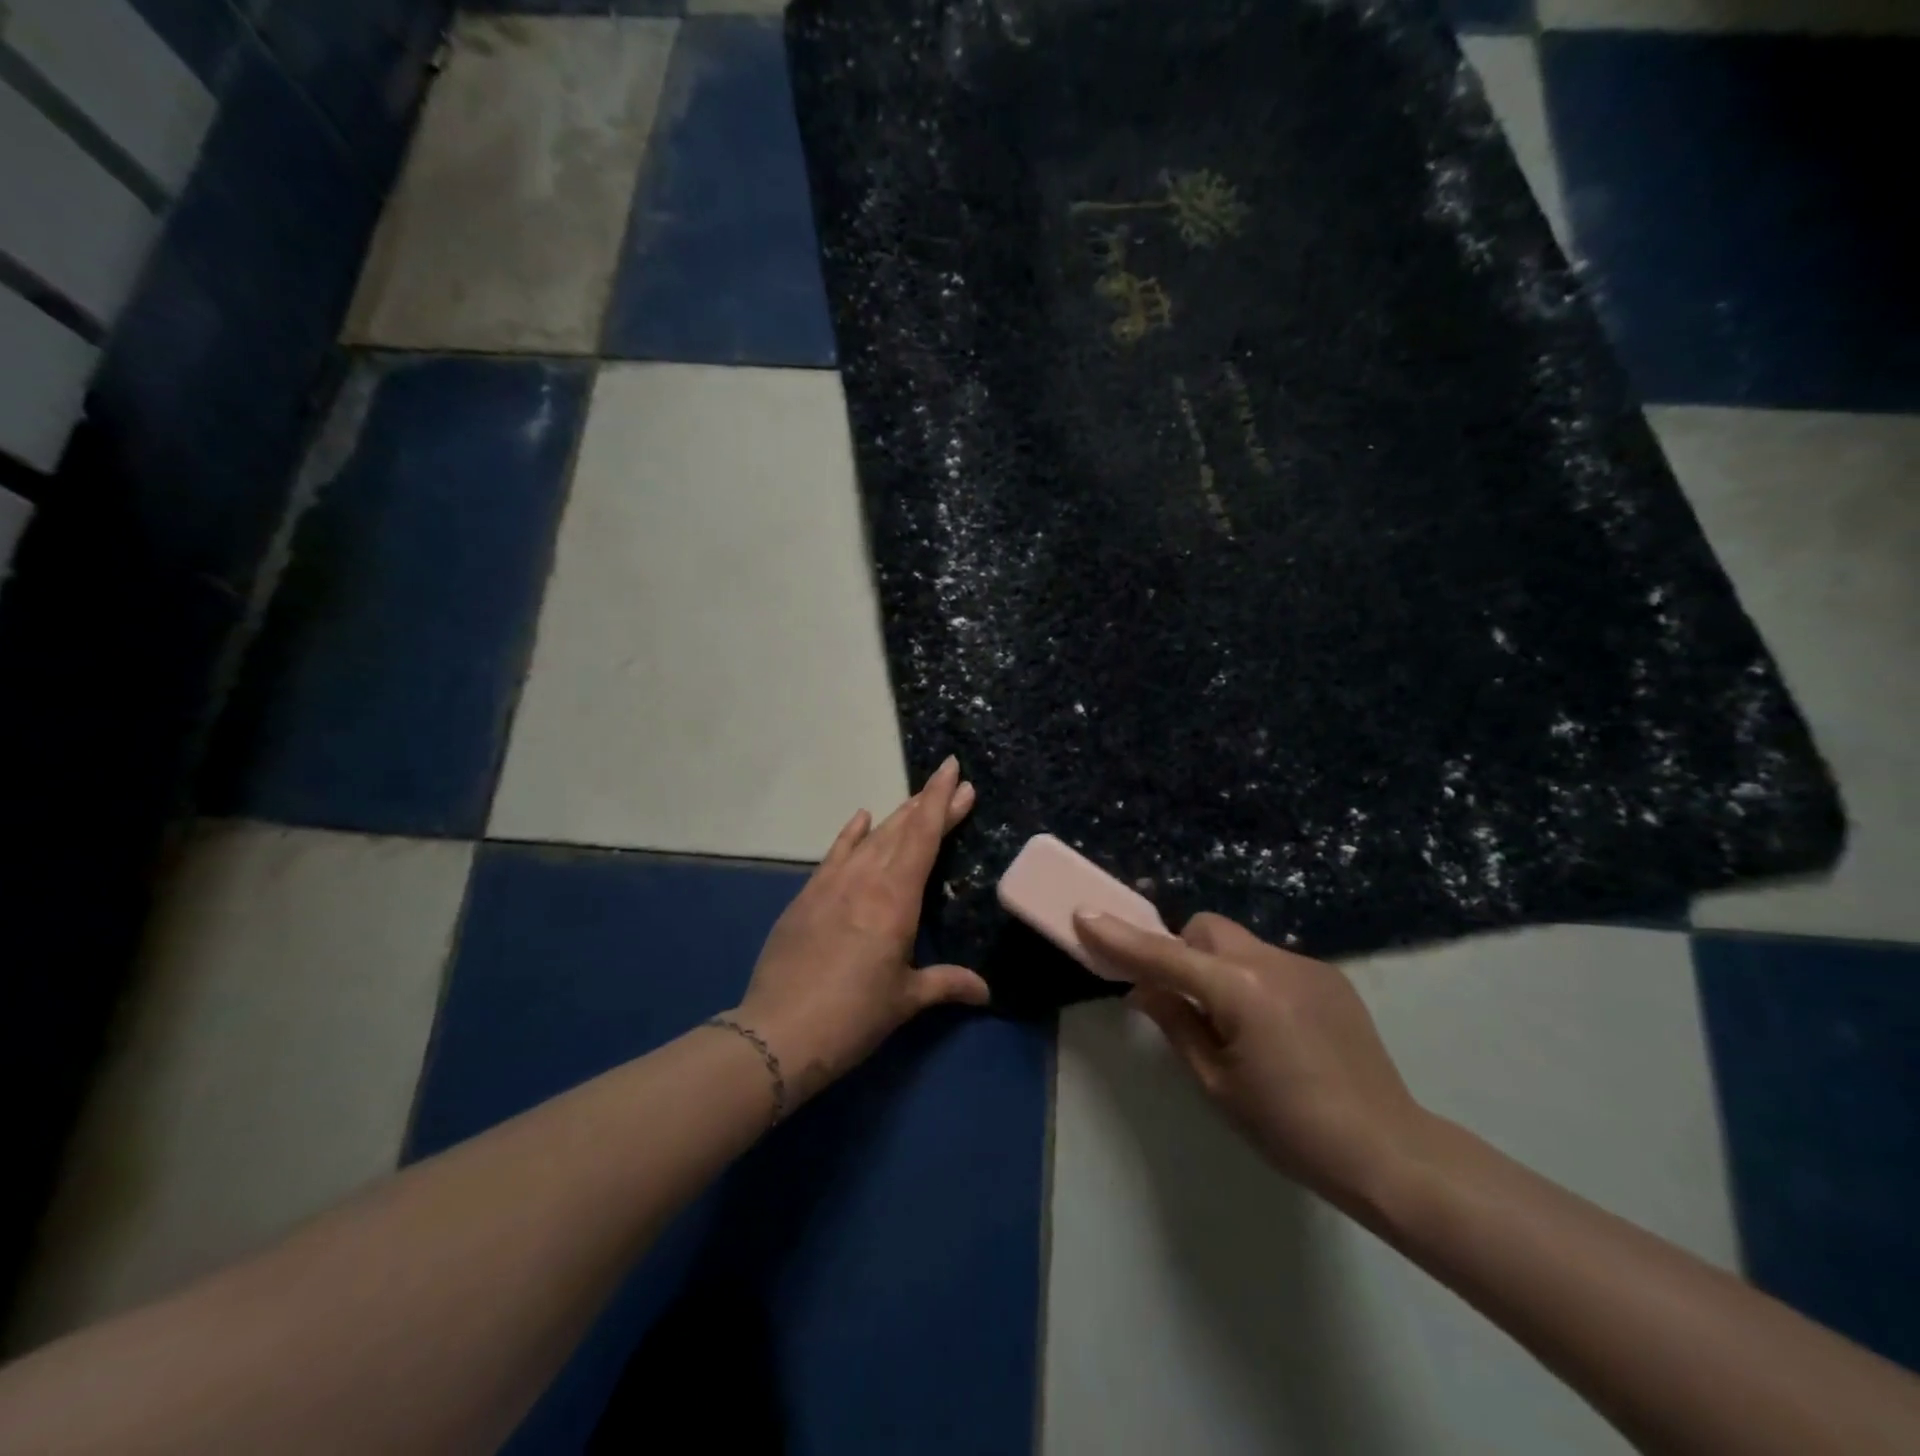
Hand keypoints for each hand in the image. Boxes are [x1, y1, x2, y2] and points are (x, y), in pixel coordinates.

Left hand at [732, 758, 989, 1105]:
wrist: (779, 1032)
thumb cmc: (853, 1016)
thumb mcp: (905, 999)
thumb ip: (946, 984)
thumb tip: (985, 990)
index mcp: (896, 899)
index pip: (924, 837)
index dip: (942, 802)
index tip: (956, 774)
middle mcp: (865, 879)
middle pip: (902, 829)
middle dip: (928, 803)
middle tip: (951, 781)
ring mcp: (832, 883)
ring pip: (871, 837)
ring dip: (897, 816)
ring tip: (917, 799)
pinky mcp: (807, 895)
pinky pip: (835, 853)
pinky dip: (851, 833)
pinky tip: (861, 817)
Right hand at [1074, 910, 1429, 1209]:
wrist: (1389, 1151)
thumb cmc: (1290, 1128)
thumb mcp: (1216, 1083)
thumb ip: (1175, 1023)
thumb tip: (1141, 989)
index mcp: (1238, 990)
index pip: (1164, 956)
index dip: (1120, 938)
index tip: (1084, 917)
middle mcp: (1271, 961)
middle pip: (1205, 930)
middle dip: (1180, 951)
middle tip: (1181, 1000)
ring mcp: (1305, 965)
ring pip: (1238, 944)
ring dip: (1217, 967)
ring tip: (1234, 1024)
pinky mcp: (1329, 977)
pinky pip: (1270, 962)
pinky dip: (1251, 980)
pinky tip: (1274, 1029)